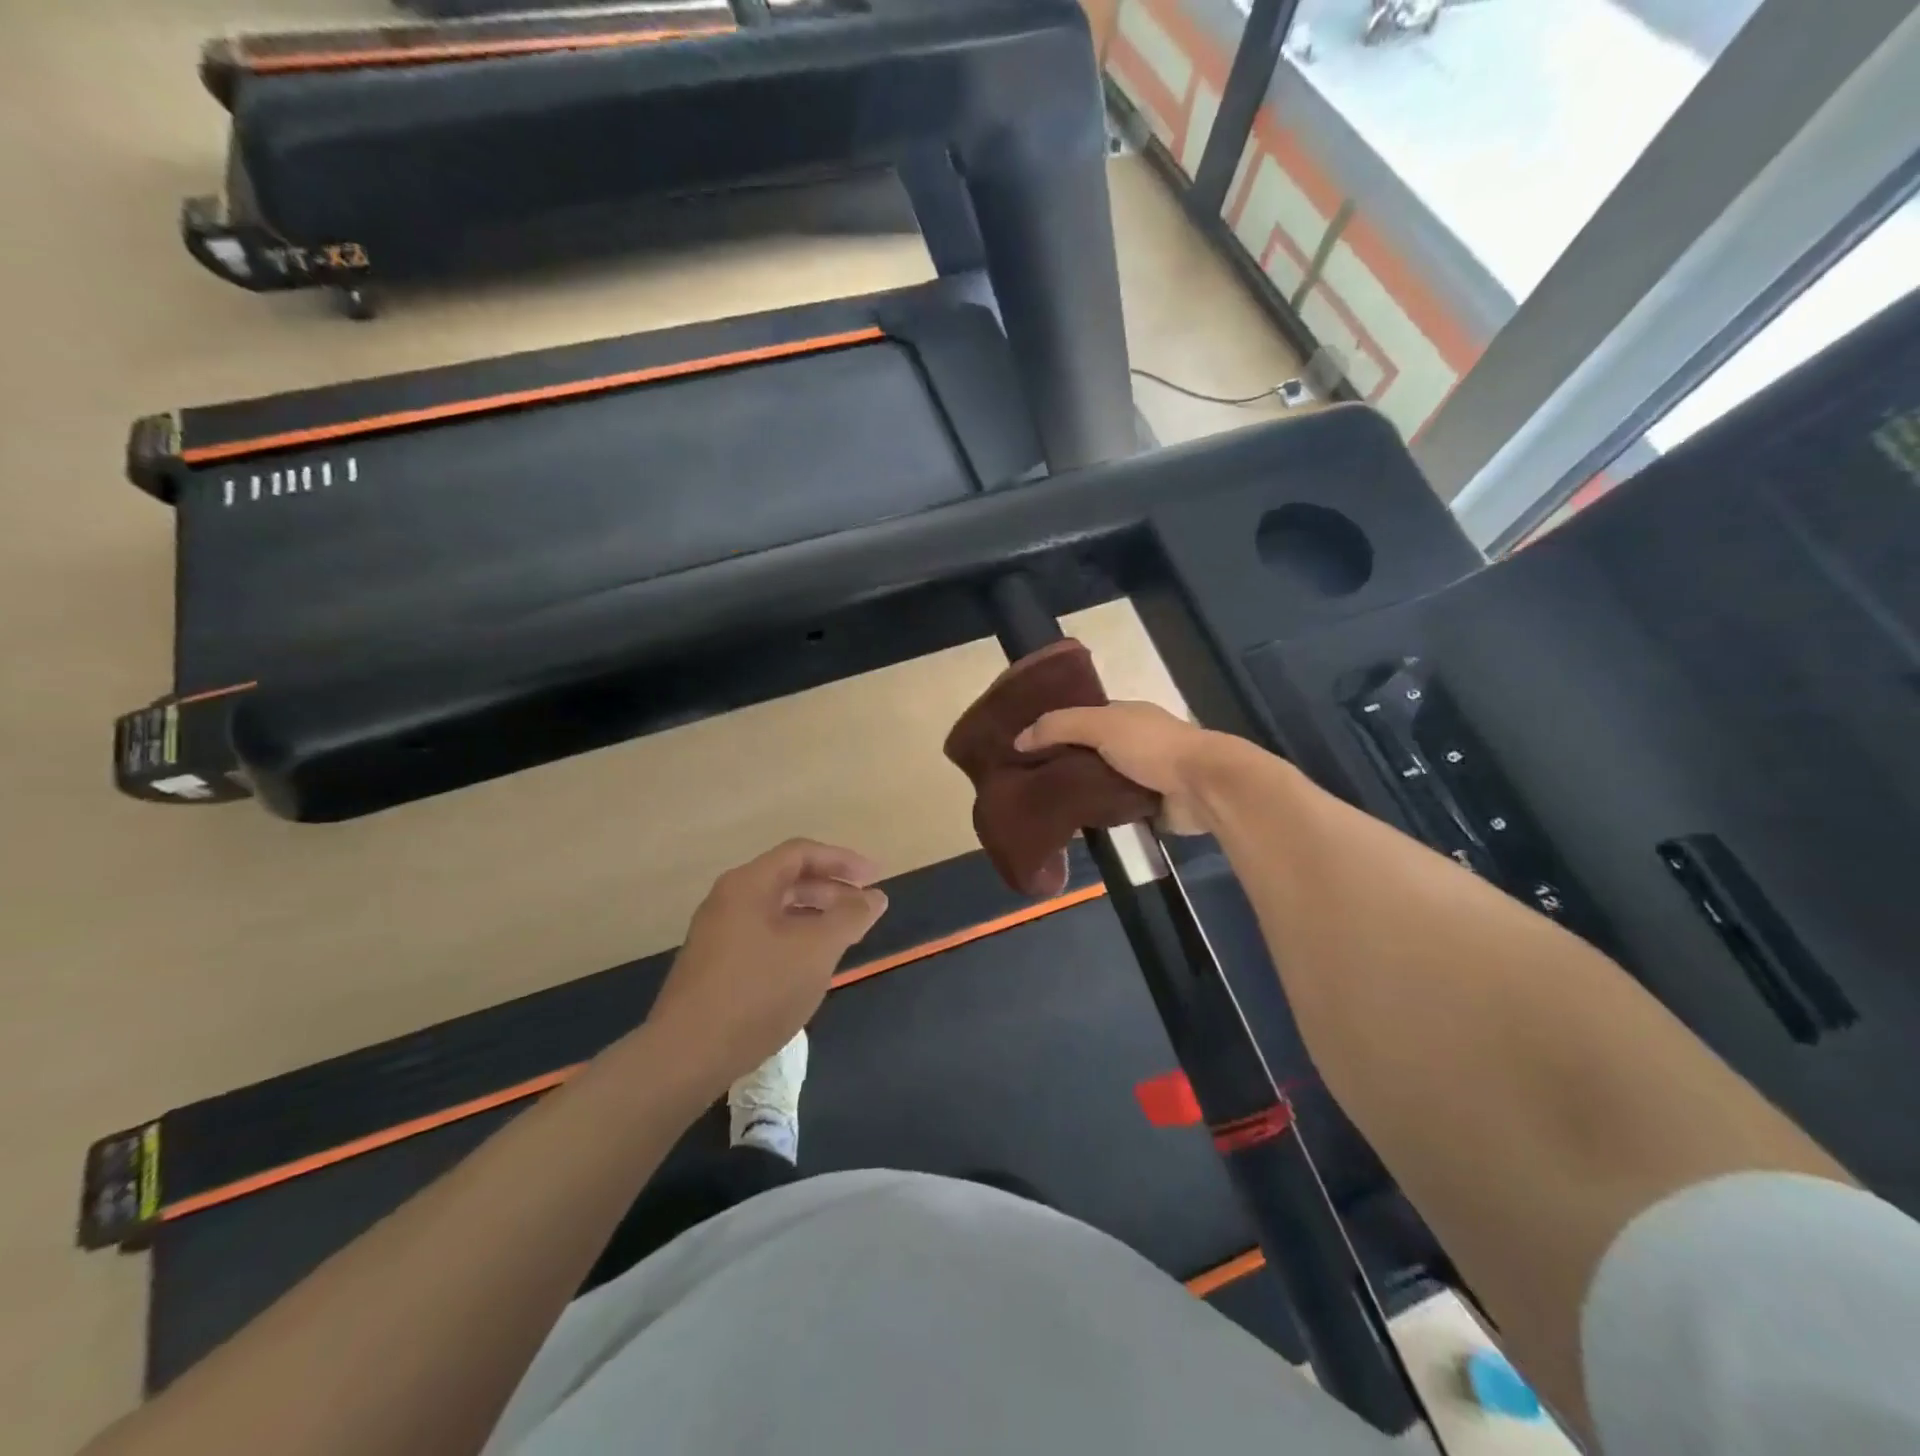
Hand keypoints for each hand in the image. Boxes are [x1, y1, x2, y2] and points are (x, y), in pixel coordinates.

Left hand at [647, 839, 888, 1091]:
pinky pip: (763, 935)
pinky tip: (809, 966)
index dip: (843, 860)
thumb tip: (874, 896)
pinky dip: (794, 938)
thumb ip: (850, 916)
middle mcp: (728, 899)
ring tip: (844, 938)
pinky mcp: (713, 965)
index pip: (802, 853)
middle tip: (864, 909)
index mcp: (749, 884)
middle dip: (831, 890)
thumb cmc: (759, 990)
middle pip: (788, 879)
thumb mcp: (817, 949)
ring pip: (776, 910)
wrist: (687, 1055)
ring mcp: (717, 933)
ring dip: (814, 916)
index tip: (875, 877)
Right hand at [1016, 701, 1254, 834]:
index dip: (1054, 727)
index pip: (1081, 717)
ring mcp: (1141, 776)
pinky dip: (1095, 815)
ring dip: (1077, 792)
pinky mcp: (1147, 806)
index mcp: (1124, 715)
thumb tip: (1019, 740)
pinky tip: (1068, 823)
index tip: (1024, 744)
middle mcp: (1132, 742)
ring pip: (1098, 782)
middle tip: (1025, 779)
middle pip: (1088, 751)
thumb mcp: (1100, 725)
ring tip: (1040, 804)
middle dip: (1062, 763)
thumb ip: (1058, 727)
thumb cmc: (1151, 746)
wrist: (1203, 786)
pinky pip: (1112, 810)